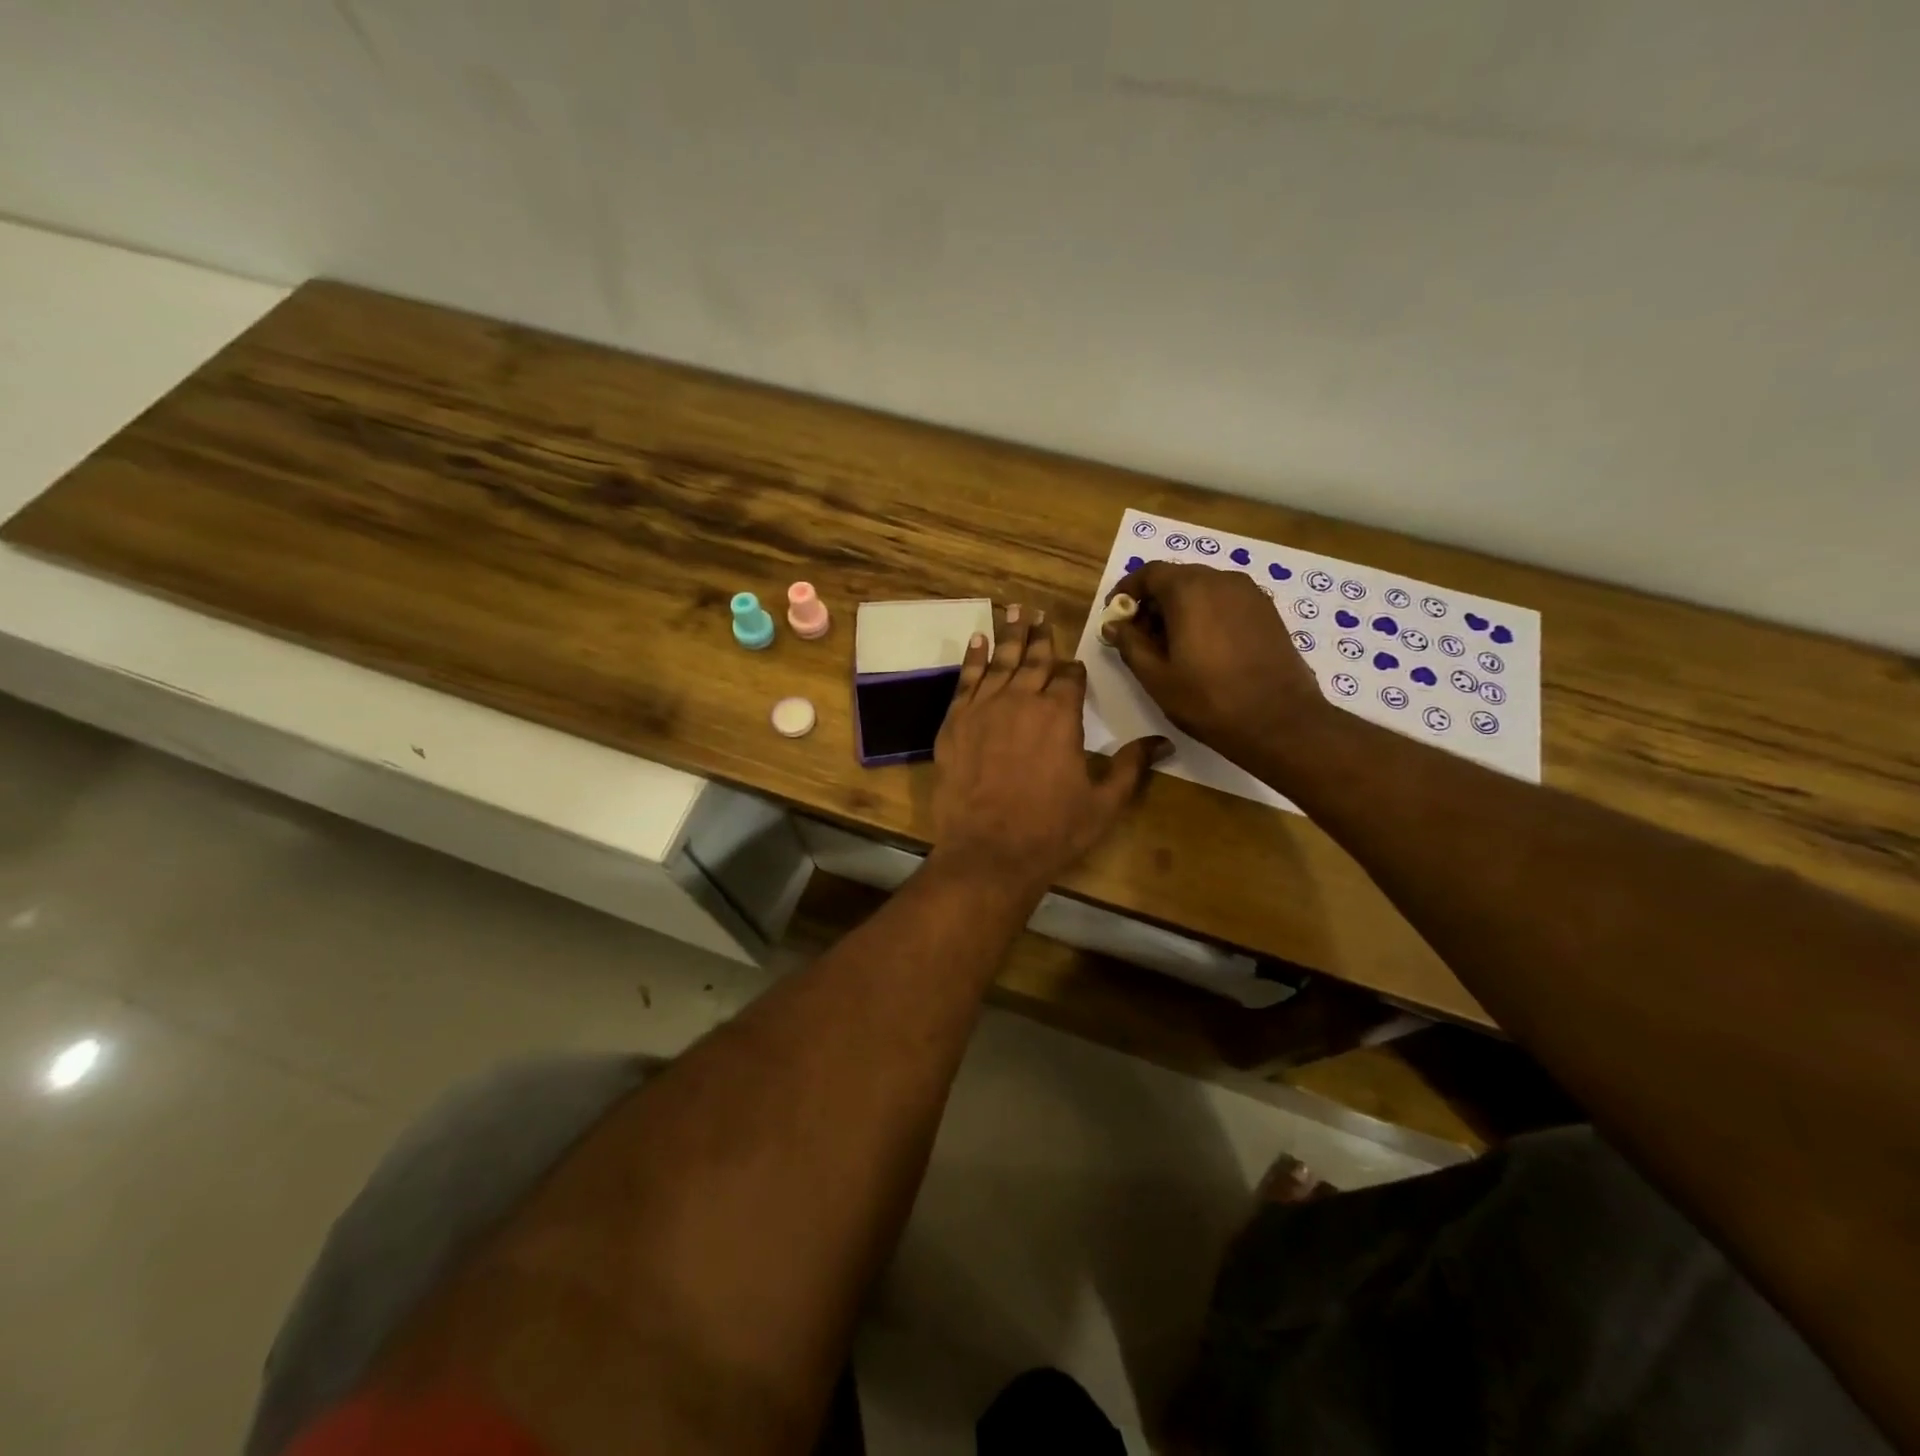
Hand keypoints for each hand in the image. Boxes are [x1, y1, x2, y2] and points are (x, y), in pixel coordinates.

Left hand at [931, 606, 1165, 900]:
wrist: (988, 851)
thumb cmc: (1052, 830)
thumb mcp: (1104, 802)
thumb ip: (1132, 766)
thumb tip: (1163, 742)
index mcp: (1061, 715)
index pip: (1070, 677)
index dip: (1074, 670)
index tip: (1074, 666)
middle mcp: (1023, 700)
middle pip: (1035, 660)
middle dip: (1040, 636)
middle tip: (1036, 611)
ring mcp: (984, 708)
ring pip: (1000, 662)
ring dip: (1008, 635)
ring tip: (1012, 610)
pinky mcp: (955, 723)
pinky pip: (965, 681)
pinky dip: (971, 659)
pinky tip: (977, 641)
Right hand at [1103, 561, 1330, 769]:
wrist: (1280, 721)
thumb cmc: (1208, 700)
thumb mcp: (1156, 677)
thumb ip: (1130, 644)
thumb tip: (1113, 625)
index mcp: (1190, 589)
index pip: (1149, 573)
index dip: (1127, 591)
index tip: (1115, 616)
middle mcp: (1221, 580)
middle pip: (1177, 578)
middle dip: (1154, 601)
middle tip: (1140, 636)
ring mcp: (1250, 594)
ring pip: (1203, 589)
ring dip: (1180, 608)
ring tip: (1171, 646)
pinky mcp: (1267, 611)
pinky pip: (1226, 601)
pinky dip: (1206, 614)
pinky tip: (1203, 648)